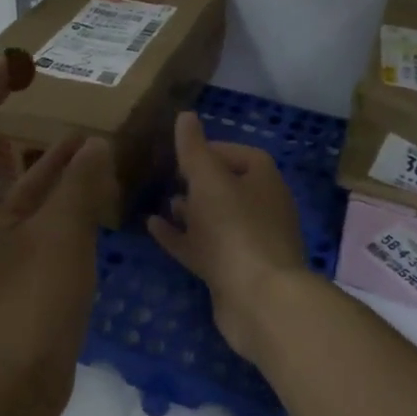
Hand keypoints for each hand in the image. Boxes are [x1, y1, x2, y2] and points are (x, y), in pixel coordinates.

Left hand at [0, 50, 112, 415]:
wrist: (16, 387)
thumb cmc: (29, 302)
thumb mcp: (60, 234)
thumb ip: (78, 184)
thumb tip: (94, 145)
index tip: (11, 69)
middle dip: (15, 128)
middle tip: (49, 102)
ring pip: (18, 193)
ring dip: (46, 166)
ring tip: (85, 141)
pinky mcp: (18, 274)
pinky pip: (36, 222)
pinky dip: (60, 202)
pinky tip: (92, 195)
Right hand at [147, 111, 317, 363]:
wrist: (259, 300)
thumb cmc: (235, 228)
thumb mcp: (208, 180)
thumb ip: (193, 149)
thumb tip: (185, 116)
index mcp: (264, 181)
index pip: (241, 154)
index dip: (212, 149)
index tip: (182, 151)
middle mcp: (262, 208)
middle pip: (228, 187)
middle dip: (199, 181)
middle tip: (168, 176)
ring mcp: (248, 243)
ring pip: (215, 220)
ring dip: (190, 210)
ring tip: (162, 201)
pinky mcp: (233, 272)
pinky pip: (203, 248)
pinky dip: (180, 237)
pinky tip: (152, 227)